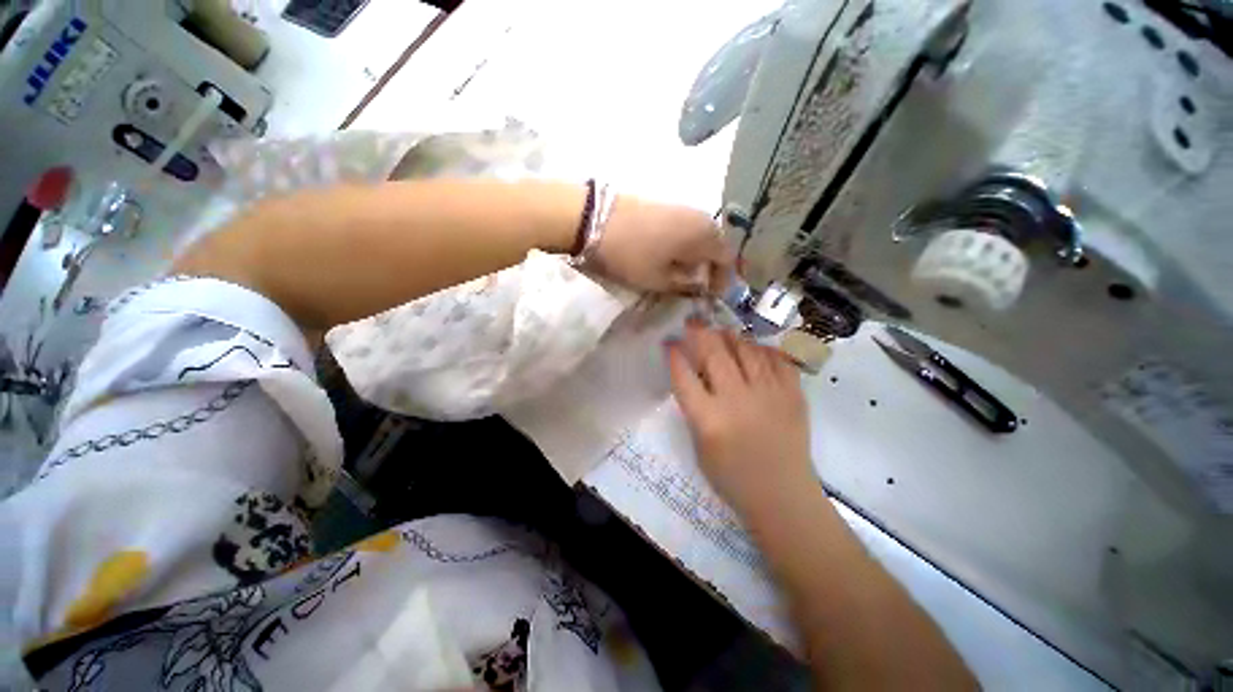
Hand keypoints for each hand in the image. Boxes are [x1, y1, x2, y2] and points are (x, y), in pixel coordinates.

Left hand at [596, 195, 732, 294]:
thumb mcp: (659, 280)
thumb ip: (684, 286)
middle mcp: (699, 217)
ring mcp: (681, 207)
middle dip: (709, 267)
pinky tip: (669, 256)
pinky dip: (683, 244)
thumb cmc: (632, 255)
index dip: (723, 280)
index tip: (711, 295)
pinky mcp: (664, 204)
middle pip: (715, 245)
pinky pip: (685, 227)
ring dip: (696, 256)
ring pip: (699, 235)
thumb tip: (698, 286)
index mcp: (704, 236)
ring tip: (681, 273)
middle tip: (697, 286)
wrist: (595, 219)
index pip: (727, 259)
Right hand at [667, 320, 815, 513]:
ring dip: (731, 337)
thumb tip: (694, 376)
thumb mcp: (700, 446)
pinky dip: (764, 350)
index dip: (674, 355)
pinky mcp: (792, 395)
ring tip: (723, 332)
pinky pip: (778, 360)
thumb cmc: (732, 477)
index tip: (669, 342)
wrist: (782, 496)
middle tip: (693, 322)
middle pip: (715, 355)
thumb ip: (695, 409)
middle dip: (700, 333)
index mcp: (709, 419)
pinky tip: (755, 348)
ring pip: (747, 351)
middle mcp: (737, 400)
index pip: (684, 377)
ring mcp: (769, 395)